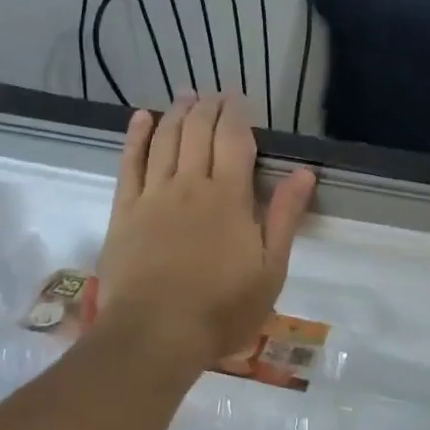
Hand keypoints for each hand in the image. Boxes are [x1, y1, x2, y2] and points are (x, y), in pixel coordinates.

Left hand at [98, 94, 316, 372]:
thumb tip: (304, 172)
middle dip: (208, 108)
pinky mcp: (125, 211)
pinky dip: (136, 137)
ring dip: (177, 113)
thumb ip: (285, 216)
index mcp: (228, 197)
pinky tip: (142, 119)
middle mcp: (190, 185)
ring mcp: (153, 196)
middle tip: (215, 94)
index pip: (233, 140)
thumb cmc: (222, 308)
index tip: (238, 99)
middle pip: (198, 132)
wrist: (155, 335)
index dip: (236, 115)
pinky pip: (129, 163)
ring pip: (165, 140)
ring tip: (186, 96)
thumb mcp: (270, 269)